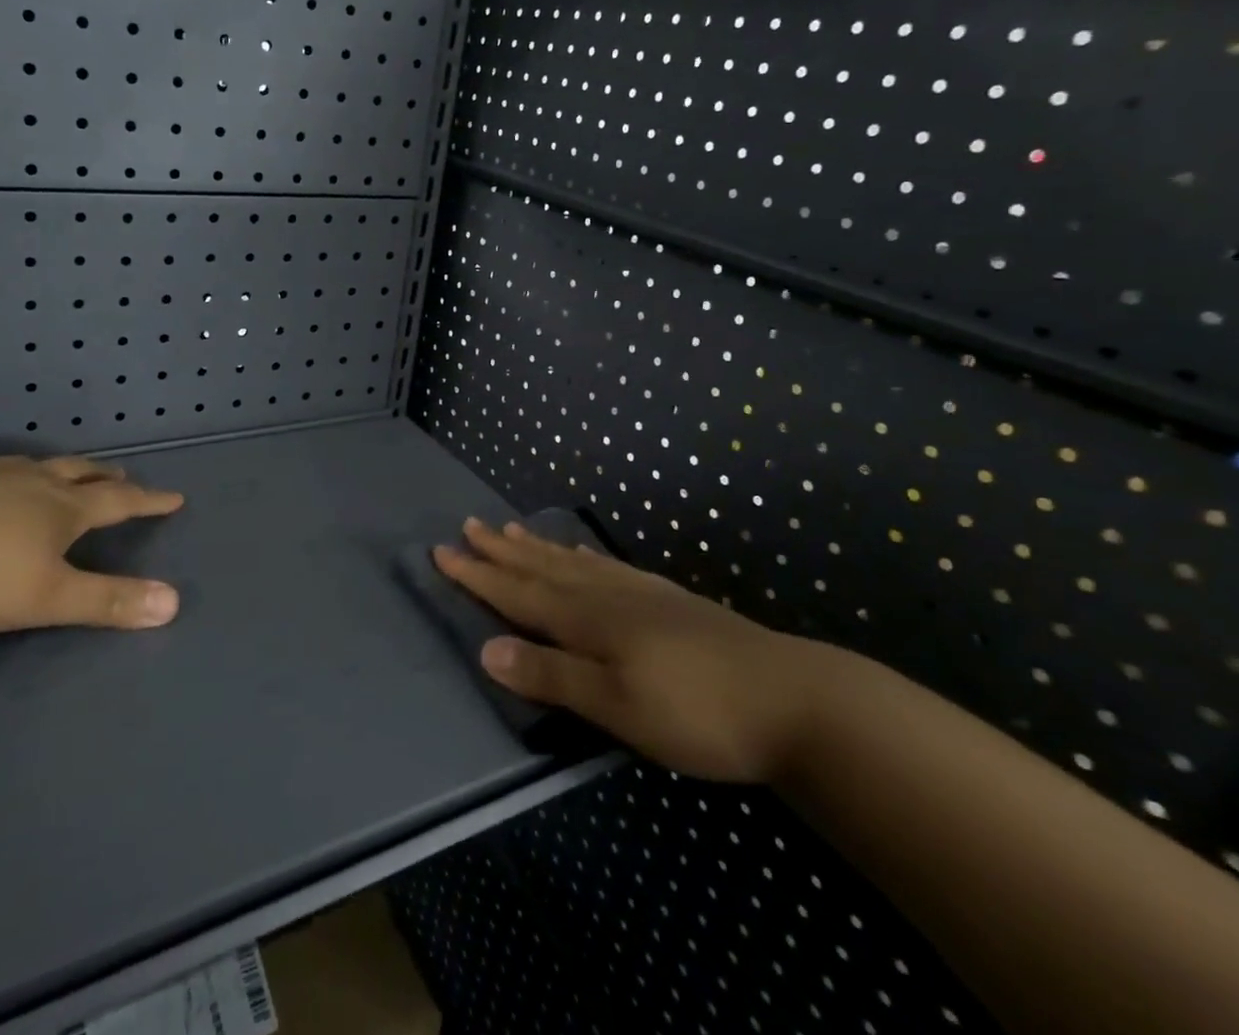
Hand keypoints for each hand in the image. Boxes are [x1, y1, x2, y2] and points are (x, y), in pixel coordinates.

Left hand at [0, 455, 185, 635]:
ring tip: (62, 473)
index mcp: (60, 509)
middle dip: (105, 476)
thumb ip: (107, 601)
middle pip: (77, 473)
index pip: (118, 501)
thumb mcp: (45, 597)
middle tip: (122, 475)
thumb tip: (175, 602)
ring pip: (33, 466)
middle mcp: (28, 483)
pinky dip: (8, 476)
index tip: (174, 497)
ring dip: (58, 470)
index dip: (148, 501)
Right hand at [434, 519, 828, 781]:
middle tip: (471, 525)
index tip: (443, 550)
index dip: (479, 575)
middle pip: (544, 568)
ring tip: (514, 530)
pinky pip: (610, 568)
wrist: (795, 700)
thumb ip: (553, 676)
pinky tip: (588, 557)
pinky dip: (585, 557)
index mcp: (590, 620)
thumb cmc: (698, 713)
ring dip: (539, 548)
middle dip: (503, 552)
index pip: (519, 593)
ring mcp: (643, 595)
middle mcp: (609, 596)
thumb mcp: (618, 707)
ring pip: (576, 563)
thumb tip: (486, 649)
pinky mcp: (671, 602)